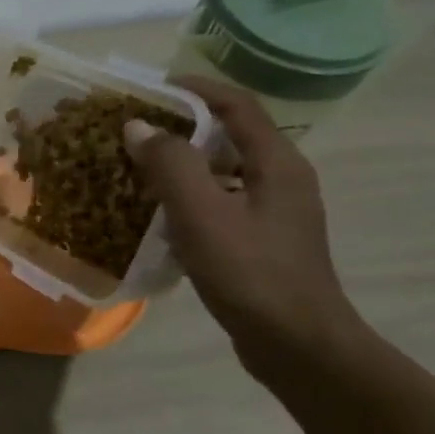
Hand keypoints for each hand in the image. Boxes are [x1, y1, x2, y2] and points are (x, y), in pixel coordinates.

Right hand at [125, 78, 363, 366]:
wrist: (298, 346)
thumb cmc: (252, 275)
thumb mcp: (203, 215)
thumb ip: (170, 166)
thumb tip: (139, 127)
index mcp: (277, 163)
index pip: (237, 105)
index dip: (196, 89)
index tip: (151, 87)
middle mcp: (282, 179)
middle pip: (230, 136)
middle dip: (182, 126)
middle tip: (135, 129)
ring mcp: (275, 213)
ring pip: (224, 171)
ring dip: (184, 164)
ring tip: (138, 168)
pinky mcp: (263, 242)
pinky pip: (222, 203)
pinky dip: (191, 197)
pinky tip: (160, 215)